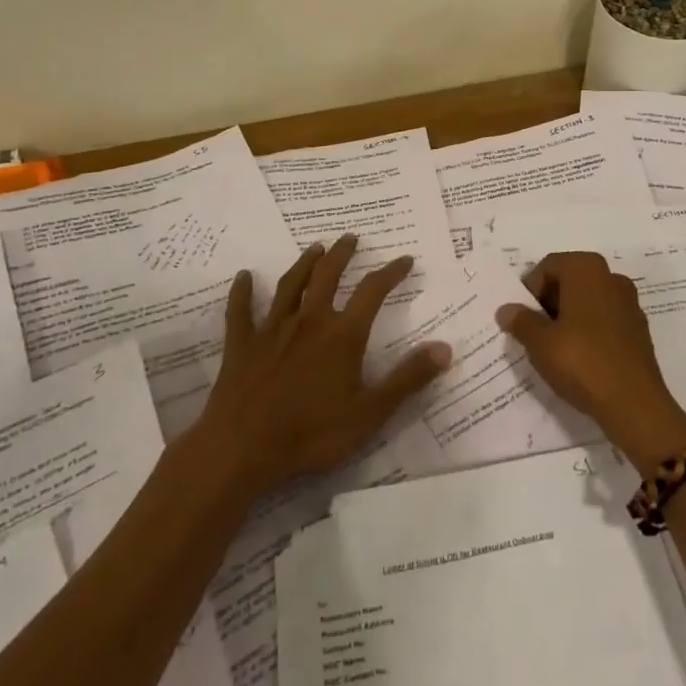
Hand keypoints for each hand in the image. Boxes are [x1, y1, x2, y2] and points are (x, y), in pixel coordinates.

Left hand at [199, 236, 450, 496]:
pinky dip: (243, 291)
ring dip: (304, 263)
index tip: (405, 259)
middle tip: (351, 238)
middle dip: (342, 254)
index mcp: (343, 335)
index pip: (373, 292)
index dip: (391, 272)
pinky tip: (244, 276)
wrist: (243, 448)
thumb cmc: (312, 433)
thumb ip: (408, 378)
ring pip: (290, 285)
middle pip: (328, 275)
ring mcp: (272, 329)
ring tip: (315, 248)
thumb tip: (445, 347)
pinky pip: (240, 310)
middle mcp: (309, 320)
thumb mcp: (371, 412)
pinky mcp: (242, 344)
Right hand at [497, 251, 685, 474]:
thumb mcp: (540, 343)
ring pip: (588, 301)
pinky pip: (604, 320)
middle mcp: (611, 277)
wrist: (634, 403)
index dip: (530, 290)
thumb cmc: (582, 362)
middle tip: (535, 333)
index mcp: (587, 269)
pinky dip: (589, 331)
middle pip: (570, 280)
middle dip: (549, 303)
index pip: (548, 266)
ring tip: (555, 348)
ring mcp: (629, 303)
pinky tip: (580, 358)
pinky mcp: (638, 329)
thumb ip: (521, 321)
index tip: (523, 318)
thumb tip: (507, 309)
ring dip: (568, 317)